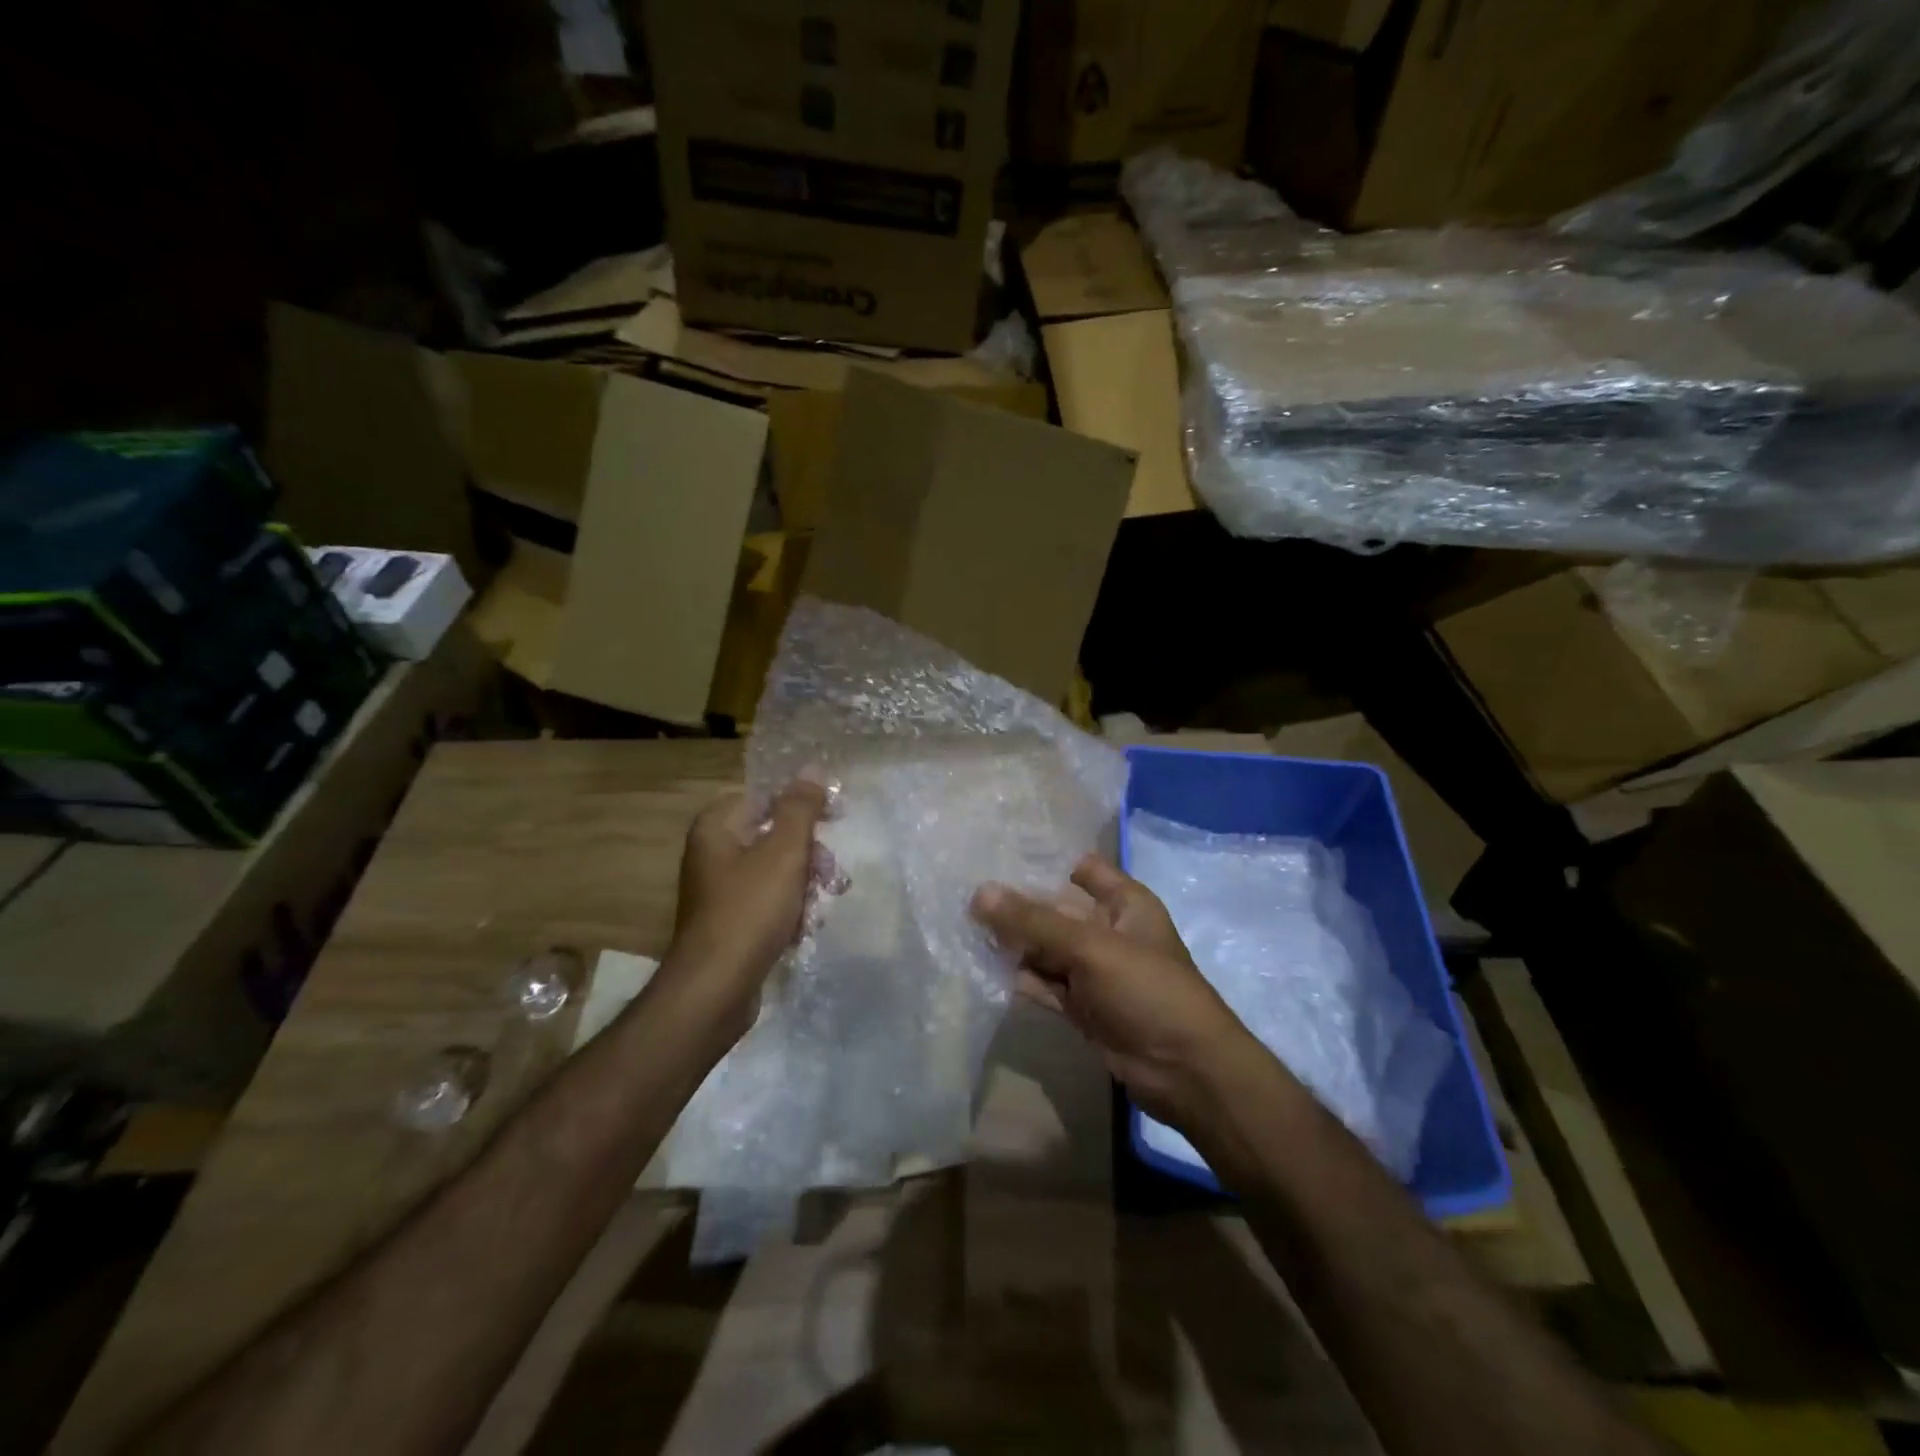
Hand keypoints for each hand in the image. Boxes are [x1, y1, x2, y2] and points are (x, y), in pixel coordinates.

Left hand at [664, 779, 828, 1045]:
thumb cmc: (750, 911)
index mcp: (718, 826)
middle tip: (830, 876)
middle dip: (810, 856)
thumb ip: (800, 808)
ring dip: (805, 886)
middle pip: (775, 836)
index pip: (768, 797)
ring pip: (777, 871)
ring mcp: (720, 889)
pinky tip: (803, 930)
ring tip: (818, 908)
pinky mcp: (730, 921)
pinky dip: (789, 911)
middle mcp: (714, 852)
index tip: (837, 817)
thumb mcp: (783, 853)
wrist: (715, 989)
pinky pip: (768, 902)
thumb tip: (812, 769)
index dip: (805, 805)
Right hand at [970, 856, 1258, 1127]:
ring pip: (1045, 948)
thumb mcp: (1091, 948)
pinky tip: (981, 965)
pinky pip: (1043, 983)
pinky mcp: (1081, 1006)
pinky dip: (1018, 976)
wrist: (1185, 1072)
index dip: (1044, 861)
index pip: (1081, 869)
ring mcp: (1093, 971)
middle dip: (1016, 904)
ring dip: (1011, 942)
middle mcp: (1107, 930)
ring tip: (960, 924)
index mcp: (1124, 903)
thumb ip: (1034, 922)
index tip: (995, 853)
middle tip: (962, 891)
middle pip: (1055, 909)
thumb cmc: (1148, 990)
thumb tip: (979, 892)